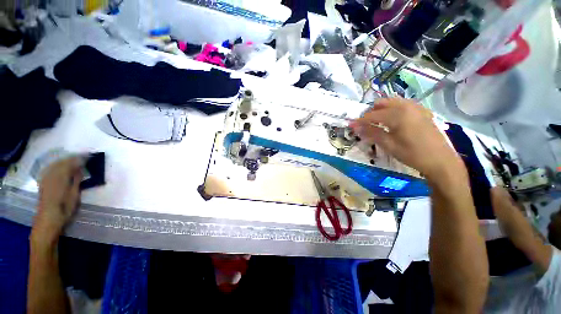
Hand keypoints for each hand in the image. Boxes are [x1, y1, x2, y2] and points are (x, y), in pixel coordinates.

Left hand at [33, 157, 82, 241]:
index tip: (89, 156)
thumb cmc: (64, 209)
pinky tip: (60, 165)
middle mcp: (51, 175)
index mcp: (61, 177)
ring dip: (65, 160)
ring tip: (74, 159)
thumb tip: (81, 168)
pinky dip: (57, 164)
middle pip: (62, 162)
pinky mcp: (43, 181)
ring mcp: (46, 178)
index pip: (71, 163)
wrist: (48, 219)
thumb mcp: (74, 195)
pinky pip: (50, 168)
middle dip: (72, 158)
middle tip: (83, 156)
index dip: (80, 158)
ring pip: (55, 164)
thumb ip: (76, 180)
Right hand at [350, 98, 462, 181]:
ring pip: (392, 102)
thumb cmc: (412, 154)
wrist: (440, 160)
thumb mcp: (389, 145)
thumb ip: (371, 133)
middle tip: (365, 125)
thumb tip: (355, 126)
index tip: (351, 126)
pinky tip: (393, 122)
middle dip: (370, 112)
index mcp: (398, 114)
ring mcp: (416, 107)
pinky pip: (403, 105)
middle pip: (382, 103)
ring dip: (381, 110)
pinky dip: (393, 110)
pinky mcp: (422, 111)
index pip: (372, 114)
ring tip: (377, 123)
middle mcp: (407, 106)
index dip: (360, 121)